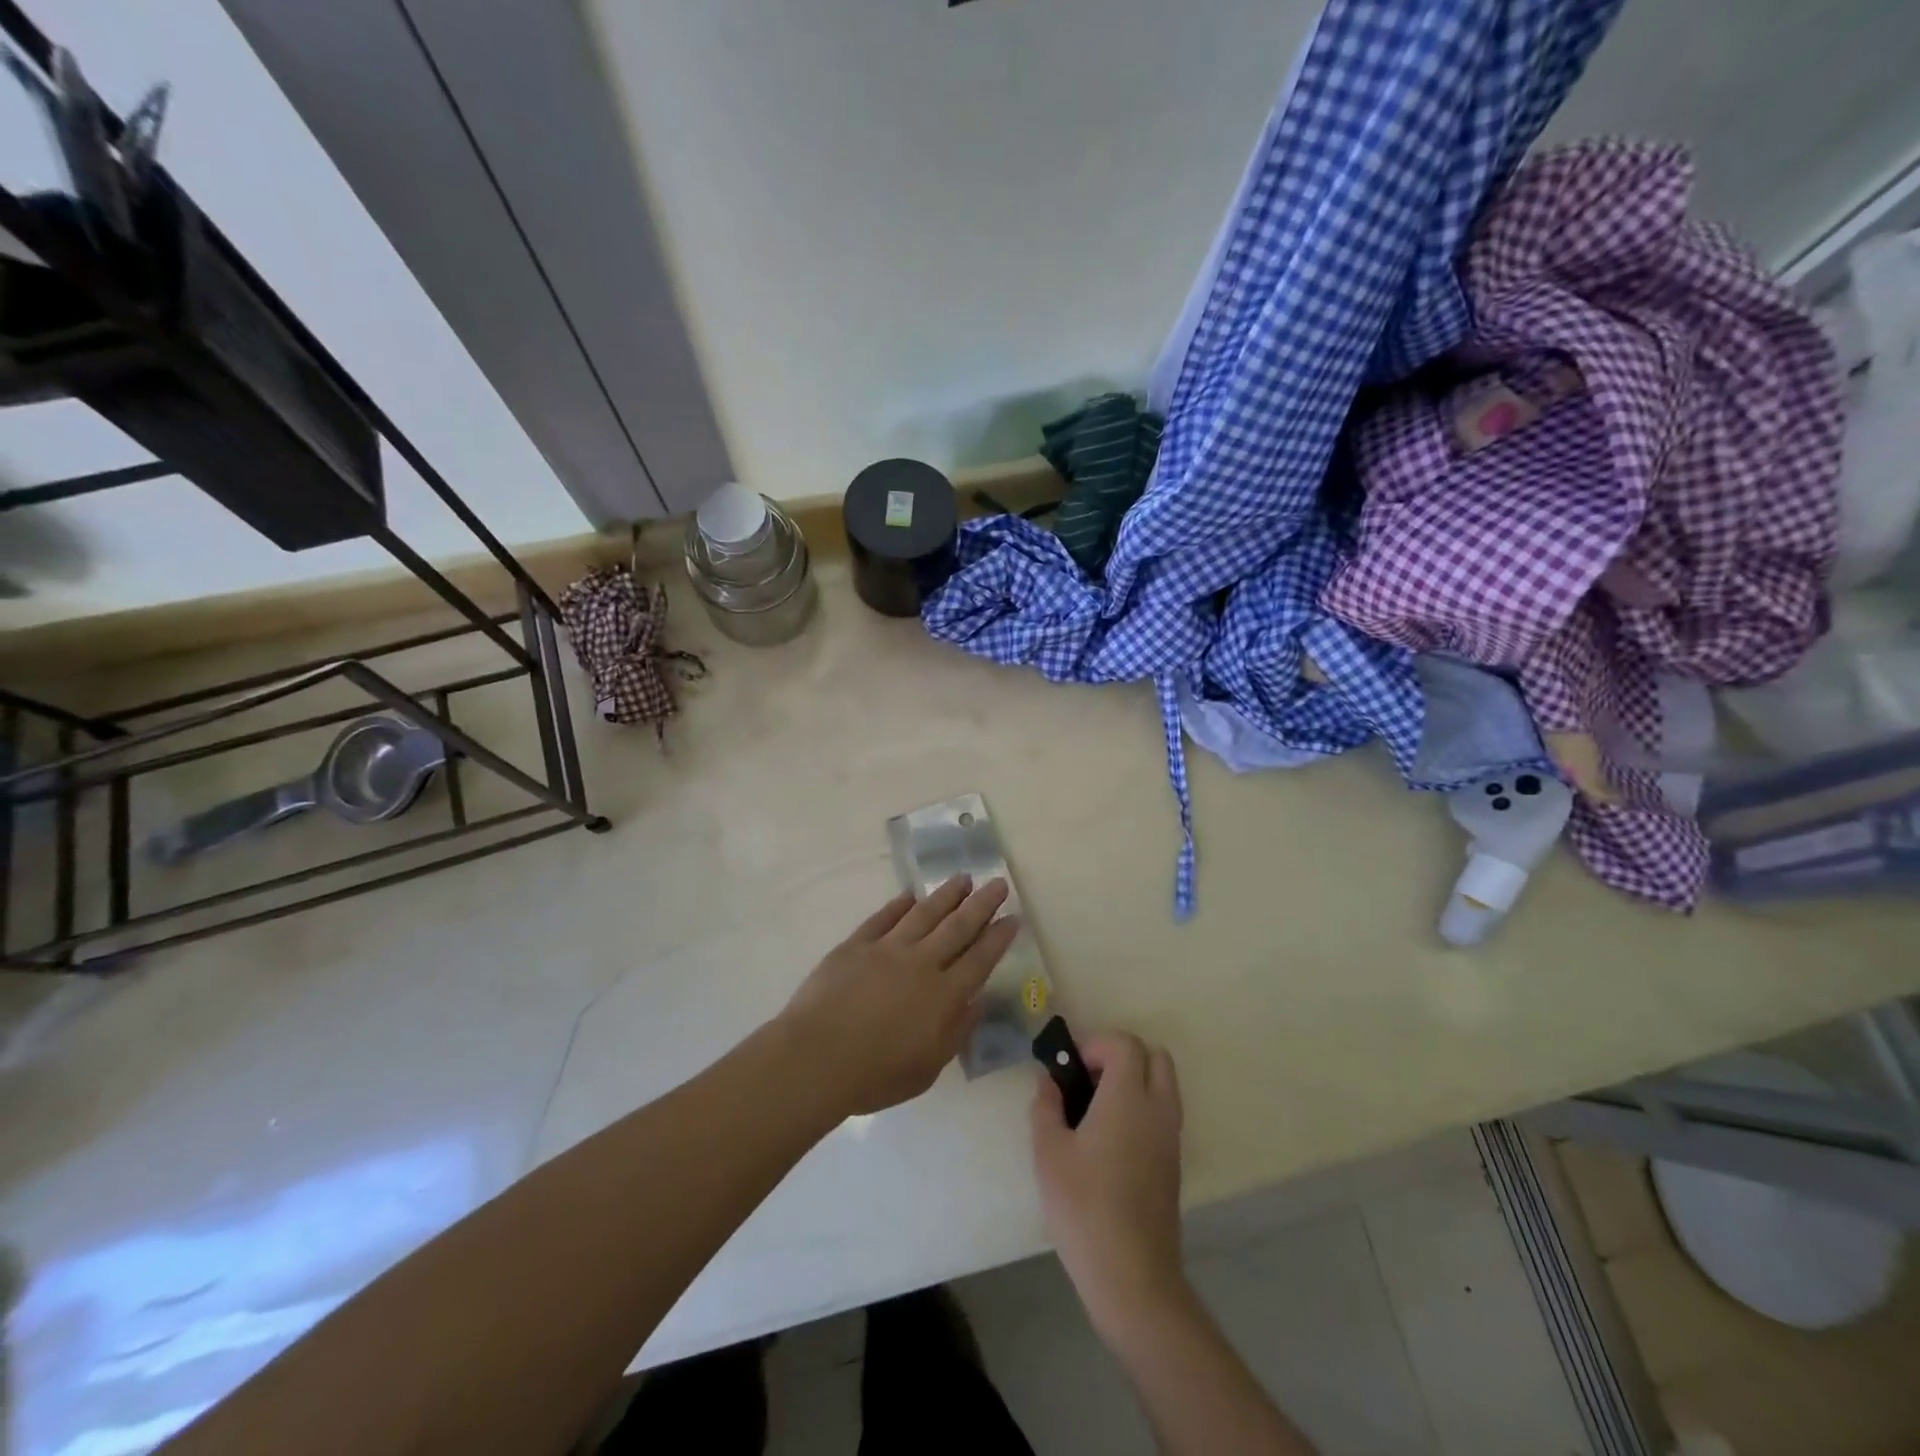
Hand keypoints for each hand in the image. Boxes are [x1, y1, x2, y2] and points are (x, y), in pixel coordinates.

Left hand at [779, 876, 1019, 1116]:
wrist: (817, 1057)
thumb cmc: (875, 1075)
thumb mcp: (928, 1068)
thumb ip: (956, 1032)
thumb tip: (976, 1002)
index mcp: (943, 996)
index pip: (980, 959)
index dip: (998, 937)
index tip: (1013, 917)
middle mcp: (921, 963)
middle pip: (958, 927)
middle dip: (981, 904)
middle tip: (997, 883)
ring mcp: (887, 949)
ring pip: (924, 914)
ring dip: (946, 895)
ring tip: (962, 878)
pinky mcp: (856, 945)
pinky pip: (883, 918)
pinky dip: (899, 905)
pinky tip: (910, 896)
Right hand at [1031, 1033, 1186, 1340]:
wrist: (1132, 1275)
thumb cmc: (1084, 1206)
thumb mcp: (1048, 1152)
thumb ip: (1046, 1106)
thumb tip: (1049, 1081)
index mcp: (1128, 1098)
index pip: (1125, 1044)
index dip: (1096, 1045)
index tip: (1071, 1069)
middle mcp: (1158, 1109)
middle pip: (1155, 1056)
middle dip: (1121, 1056)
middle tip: (1088, 1081)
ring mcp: (1171, 1138)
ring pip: (1164, 1085)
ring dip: (1134, 1082)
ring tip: (1096, 1112)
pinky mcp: (1173, 1164)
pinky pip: (1163, 1114)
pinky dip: (1142, 1109)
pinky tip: (1110, 1142)